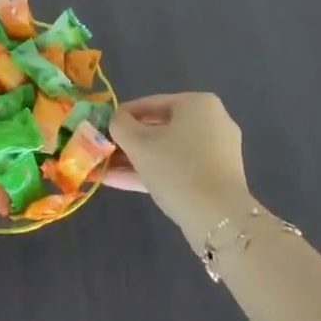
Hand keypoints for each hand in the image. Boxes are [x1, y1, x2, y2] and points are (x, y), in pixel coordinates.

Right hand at [107, 93, 256, 246]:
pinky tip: (118, 181)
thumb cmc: (176, 167)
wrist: (218, 217)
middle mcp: (212, 122)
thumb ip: (120, 125)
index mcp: (197, 104)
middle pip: (159, 129)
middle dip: (127, 142)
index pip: (150, 104)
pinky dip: (152, 172)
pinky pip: (178, 168)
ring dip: (135, 160)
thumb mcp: (138, 143)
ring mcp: (216, 152)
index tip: (101, 128)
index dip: (121, 116)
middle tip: (103, 150)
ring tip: (103, 169)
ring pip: (166, 151)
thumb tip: (116, 120)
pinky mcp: (215, 177)